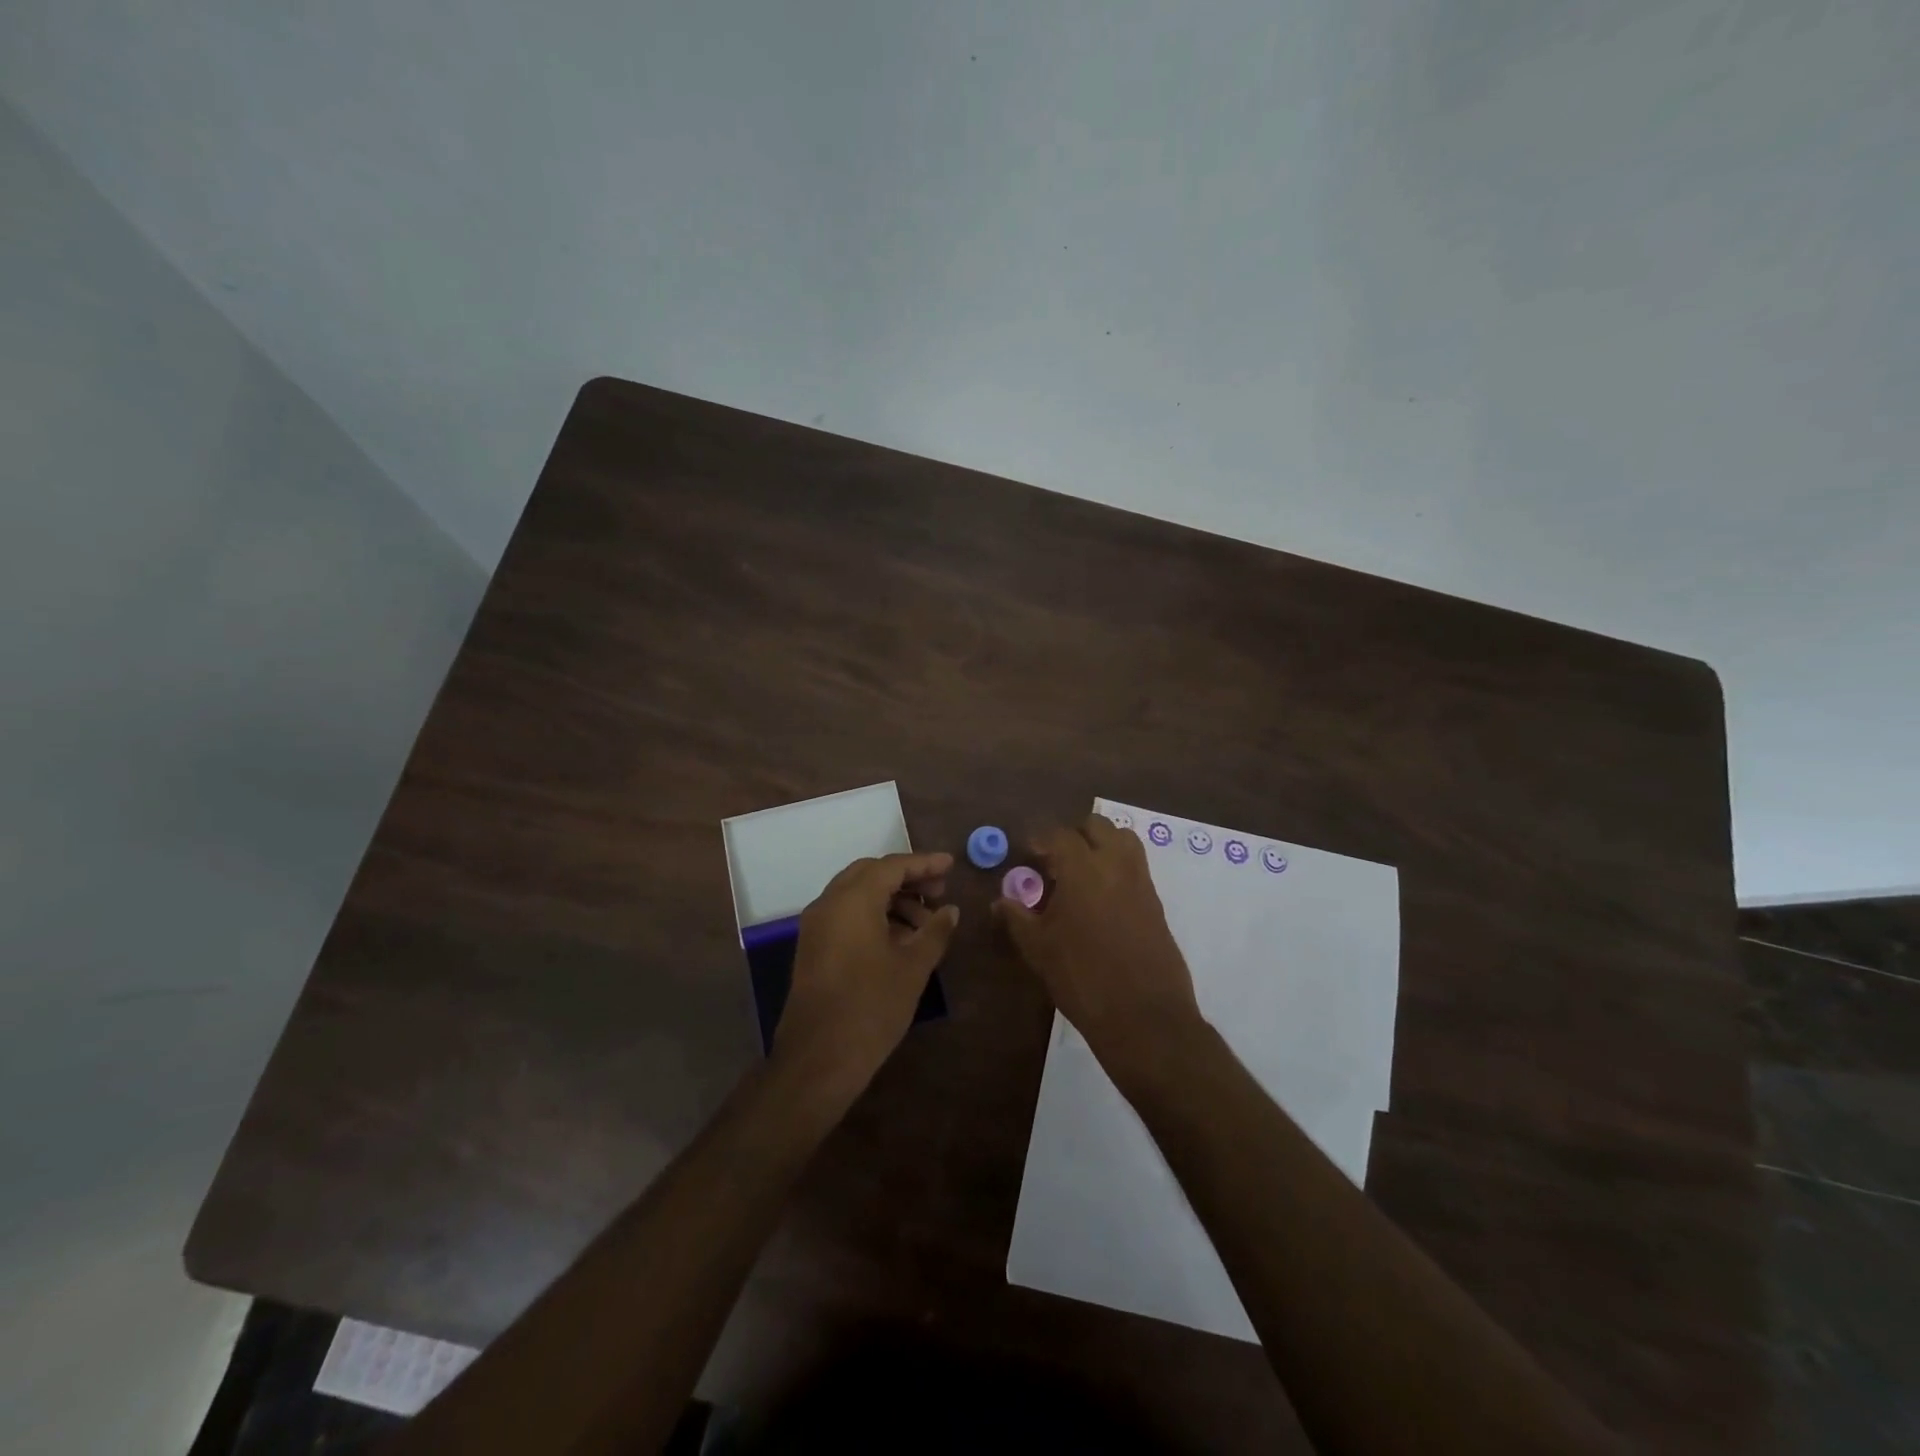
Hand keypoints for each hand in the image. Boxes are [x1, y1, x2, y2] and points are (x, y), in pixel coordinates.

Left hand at [777, 852, 959, 1093]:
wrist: (818, 1059)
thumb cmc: (871, 1007)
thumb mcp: (912, 968)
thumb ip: (935, 932)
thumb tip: (951, 911)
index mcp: (852, 900)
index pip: (892, 866)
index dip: (924, 863)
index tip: (951, 865)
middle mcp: (829, 903)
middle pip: (871, 874)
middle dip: (907, 878)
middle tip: (939, 891)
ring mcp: (816, 925)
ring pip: (857, 895)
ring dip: (892, 899)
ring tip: (926, 923)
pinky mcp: (813, 947)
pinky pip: (846, 915)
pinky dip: (874, 915)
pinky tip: (900, 938)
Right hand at [994, 815, 1204, 1076]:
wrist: (1144, 1016)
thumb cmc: (1082, 978)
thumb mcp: (1039, 949)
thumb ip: (1017, 918)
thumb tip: (1000, 900)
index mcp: (1082, 868)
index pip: (1058, 835)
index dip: (1039, 839)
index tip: (1027, 853)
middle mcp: (1115, 864)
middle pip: (1096, 826)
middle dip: (1073, 835)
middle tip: (1054, 860)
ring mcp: (1141, 881)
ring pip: (1123, 840)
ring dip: (1101, 845)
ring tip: (1081, 873)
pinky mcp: (1156, 902)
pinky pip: (1136, 867)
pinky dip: (1117, 868)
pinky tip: (1101, 899)